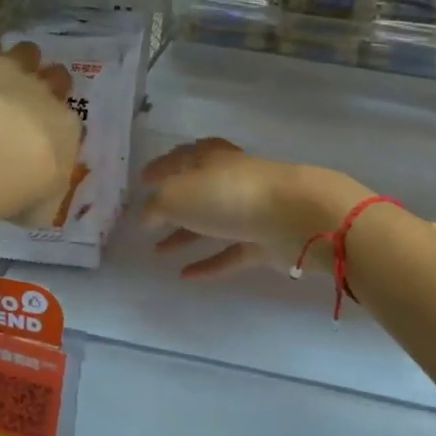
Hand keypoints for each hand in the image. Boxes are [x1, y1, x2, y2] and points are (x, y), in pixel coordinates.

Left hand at [0, 40, 82, 225]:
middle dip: (48, 84)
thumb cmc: (24, 188)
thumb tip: (39, 200)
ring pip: (25, 52)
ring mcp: (10, 71)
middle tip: (29, 101)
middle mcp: (44, 94)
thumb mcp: (42, 207)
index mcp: (67, 129)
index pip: (71, 122)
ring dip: (17, 60)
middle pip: (57, 77)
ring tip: (0, 74)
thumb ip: (44, 197)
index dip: (58, 127)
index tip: (44, 141)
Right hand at [140, 138, 371, 279]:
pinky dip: (209, 263)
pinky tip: (185, 276)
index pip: (180, 158)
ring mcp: (249, 211)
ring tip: (158, 252)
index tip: (141, 182)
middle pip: (197, 190)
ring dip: (185, 236)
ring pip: (211, 223)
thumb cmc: (228, 195)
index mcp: (210, 158)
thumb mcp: (177, 196)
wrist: (294, 217)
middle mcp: (230, 180)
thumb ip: (156, 207)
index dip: (159, 169)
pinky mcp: (263, 241)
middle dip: (172, 204)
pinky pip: (230, 253)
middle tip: (149, 219)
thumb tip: (145, 216)